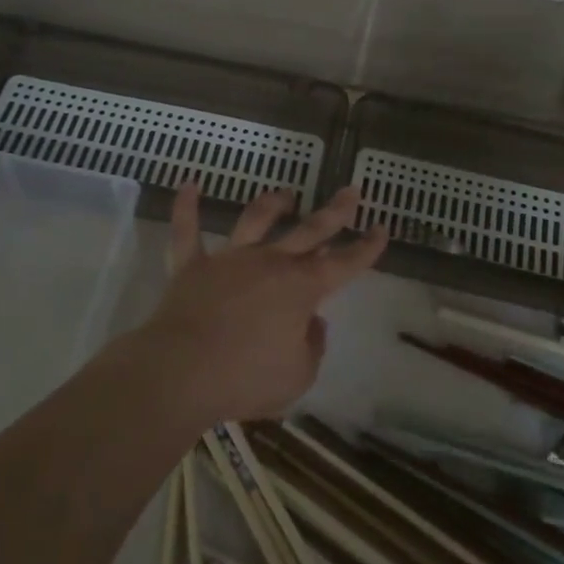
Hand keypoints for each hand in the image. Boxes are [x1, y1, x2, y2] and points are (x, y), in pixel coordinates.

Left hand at [135, 183, 387, 425]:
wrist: (182, 372)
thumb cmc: (246, 378)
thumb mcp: (298, 376)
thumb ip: (312, 346)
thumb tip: (312, 322)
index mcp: (302, 288)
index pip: (345, 263)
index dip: (366, 248)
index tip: (382, 228)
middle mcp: (270, 262)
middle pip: (309, 230)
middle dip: (335, 211)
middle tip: (350, 190)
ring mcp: (230, 259)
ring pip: (255, 220)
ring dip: (272, 204)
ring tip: (285, 194)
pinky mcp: (192, 265)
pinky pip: (187, 231)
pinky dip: (187, 207)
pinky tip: (189, 184)